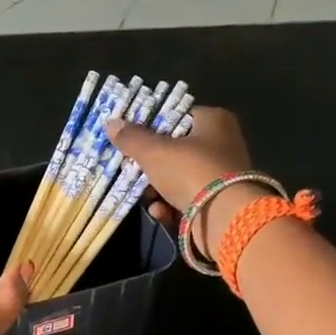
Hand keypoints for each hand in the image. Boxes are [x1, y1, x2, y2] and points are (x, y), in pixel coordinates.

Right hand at [105, 106, 260, 259]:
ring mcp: (221, 174)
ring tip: (146, 197)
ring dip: (157, 189)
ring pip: (178, 176)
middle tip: (132, 170)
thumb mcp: (154, 152)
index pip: (177, 116)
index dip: (152, 126)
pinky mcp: (218, 201)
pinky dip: (171, 205)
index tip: (130, 139)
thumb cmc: (191, 172)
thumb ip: (131, 138)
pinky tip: (160, 212)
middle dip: (151, 164)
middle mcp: (221, 143)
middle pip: (175, 149)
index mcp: (213, 120)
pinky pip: (187, 198)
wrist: (225, 218)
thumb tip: (110, 123)